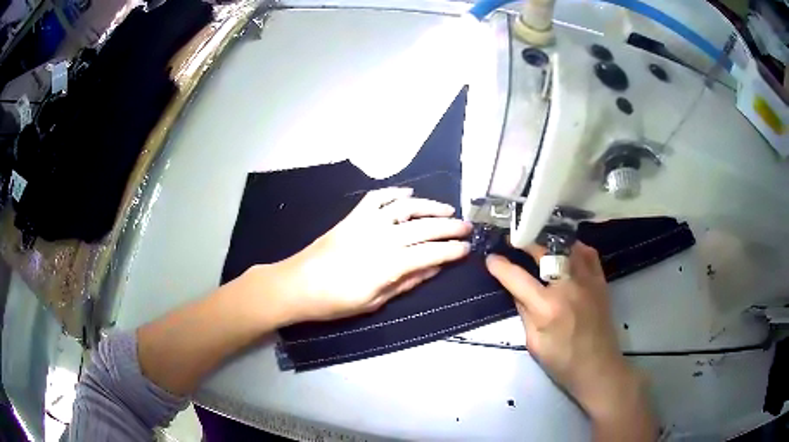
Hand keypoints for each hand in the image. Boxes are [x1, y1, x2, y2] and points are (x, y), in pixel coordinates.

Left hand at [267, 187, 471, 323]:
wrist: (297, 285)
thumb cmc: (335, 302)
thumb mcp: (374, 301)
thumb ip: (406, 283)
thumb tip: (434, 268)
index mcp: (388, 265)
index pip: (430, 253)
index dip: (452, 250)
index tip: (467, 248)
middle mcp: (381, 238)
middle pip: (423, 227)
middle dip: (450, 226)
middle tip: (467, 226)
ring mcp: (365, 223)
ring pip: (404, 207)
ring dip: (429, 206)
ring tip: (447, 208)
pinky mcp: (352, 217)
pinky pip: (376, 198)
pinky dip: (394, 192)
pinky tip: (409, 194)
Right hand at [486, 243, 649, 422]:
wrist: (598, 368)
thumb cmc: (562, 362)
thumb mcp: (534, 343)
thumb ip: (524, 313)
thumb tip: (516, 290)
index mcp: (547, 307)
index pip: (517, 278)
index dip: (500, 266)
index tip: (490, 258)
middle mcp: (568, 286)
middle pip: (544, 252)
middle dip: (524, 243)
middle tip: (512, 240)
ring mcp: (588, 280)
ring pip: (567, 247)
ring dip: (549, 242)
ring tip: (538, 242)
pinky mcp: (600, 281)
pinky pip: (588, 254)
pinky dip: (575, 248)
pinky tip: (566, 251)